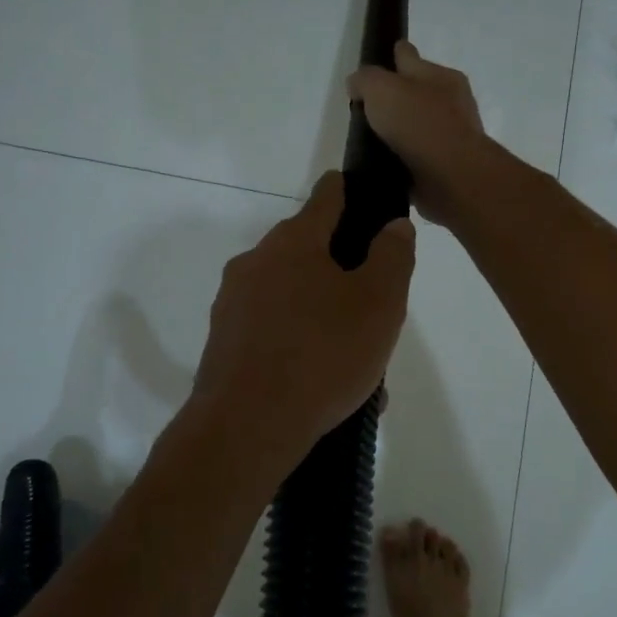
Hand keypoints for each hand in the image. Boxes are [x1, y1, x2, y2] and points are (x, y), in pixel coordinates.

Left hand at [190, 172, 415, 469]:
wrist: (247, 426)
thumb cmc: (323, 354)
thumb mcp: (379, 303)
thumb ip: (392, 256)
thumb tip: (393, 226)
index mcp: (294, 241)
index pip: (327, 196)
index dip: (349, 191)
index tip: (365, 196)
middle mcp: (256, 261)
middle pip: (308, 251)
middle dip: (342, 270)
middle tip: (373, 308)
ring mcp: (234, 302)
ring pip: (291, 296)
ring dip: (322, 315)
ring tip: (355, 361)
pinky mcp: (223, 341)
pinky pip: (273, 330)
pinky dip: (299, 343)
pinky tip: (323, 383)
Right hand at [349, 42, 495, 227]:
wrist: (451, 176)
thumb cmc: (418, 123)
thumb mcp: (381, 89)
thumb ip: (365, 80)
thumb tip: (357, 84)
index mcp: (440, 76)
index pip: (410, 57)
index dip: (394, 54)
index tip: (381, 58)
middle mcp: (451, 102)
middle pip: (417, 92)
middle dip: (398, 96)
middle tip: (369, 106)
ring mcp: (451, 136)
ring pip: (419, 125)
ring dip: (401, 130)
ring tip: (373, 138)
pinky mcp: (446, 166)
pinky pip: (419, 155)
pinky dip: (406, 157)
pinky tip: (387, 163)